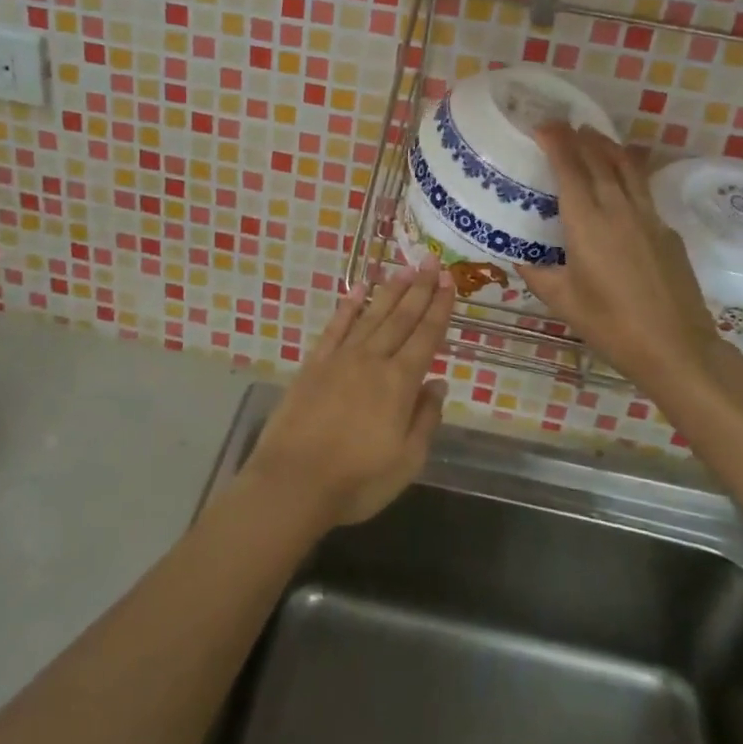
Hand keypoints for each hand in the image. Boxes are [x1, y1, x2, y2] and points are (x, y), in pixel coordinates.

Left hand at [242, 257, 453, 527]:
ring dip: (390, 291)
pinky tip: (358, 291)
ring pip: (371, 316)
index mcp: (399, 383)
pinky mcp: (314, 364)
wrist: (293, 482)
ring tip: (405, 269)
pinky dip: (348, 307)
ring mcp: (341, 359)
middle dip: (419, 288)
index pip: (426, 336)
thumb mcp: (407, 462)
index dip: (439, 308)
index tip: (449, 282)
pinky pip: (335, 328)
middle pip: (401, 318)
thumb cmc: (357, 480)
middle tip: (432, 261)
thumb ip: (425, 419)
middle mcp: (372, 360)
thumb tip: (438, 384)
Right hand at [518, 123, 733, 393]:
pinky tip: (621, 186)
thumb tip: (517, 254)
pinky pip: (643, 190)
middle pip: (599, 158)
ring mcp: (648, 216)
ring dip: (608, 147)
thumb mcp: (562, 300)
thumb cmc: (611, 324)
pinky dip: (628, 174)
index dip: (556, 141)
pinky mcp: (667, 230)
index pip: (569, 167)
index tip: (543, 125)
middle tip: (564, 125)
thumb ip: (536, 272)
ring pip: (627, 167)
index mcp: (587, 221)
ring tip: (594, 136)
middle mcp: (618, 208)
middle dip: (580, 137)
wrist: (676, 347)